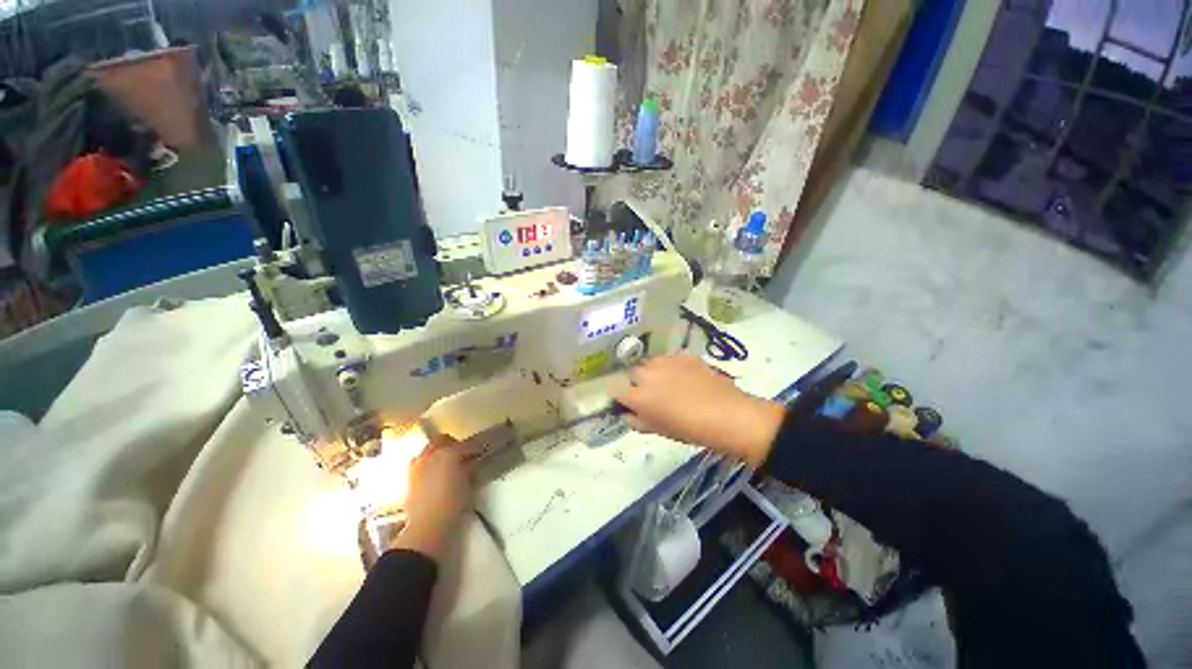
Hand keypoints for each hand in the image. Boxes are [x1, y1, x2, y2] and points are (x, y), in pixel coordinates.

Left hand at [391, 442, 471, 559]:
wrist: (427, 526)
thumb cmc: (453, 503)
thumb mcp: (469, 484)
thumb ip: (470, 468)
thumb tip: (471, 462)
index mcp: (449, 453)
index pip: (466, 445)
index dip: (476, 448)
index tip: (482, 452)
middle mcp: (431, 454)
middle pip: (442, 440)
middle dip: (453, 444)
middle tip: (463, 454)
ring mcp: (417, 465)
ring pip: (429, 450)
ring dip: (438, 452)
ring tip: (447, 464)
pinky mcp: (409, 477)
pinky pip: (420, 462)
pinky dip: (428, 464)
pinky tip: (435, 474)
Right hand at [614, 354, 784, 468]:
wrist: (728, 415)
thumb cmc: (690, 430)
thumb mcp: (659, 431)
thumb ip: (636, 421)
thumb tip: (627, 413)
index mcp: (638, 396)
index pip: (615, 389)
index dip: (620, 396)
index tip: (627, 401)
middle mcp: (647, 374)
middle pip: (632, 373)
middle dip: (636, 382)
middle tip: (650, 393)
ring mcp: (666, 361)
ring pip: (649, 362)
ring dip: (652, 371)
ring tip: (666, 382)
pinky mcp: (683, 355)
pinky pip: (669, 358)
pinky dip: (670, 366)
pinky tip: (684, 376)